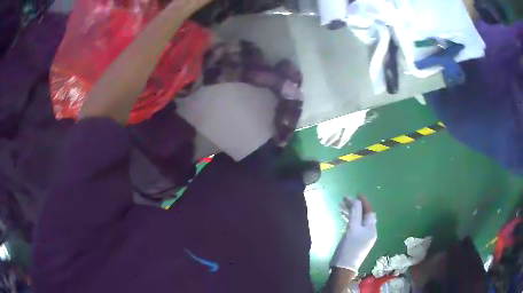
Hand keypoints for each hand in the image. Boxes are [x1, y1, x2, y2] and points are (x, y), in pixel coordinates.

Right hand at [330, 195, 376, 273]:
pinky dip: (349, 220)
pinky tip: (343, 218)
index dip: (364, 201)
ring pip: (358, 221)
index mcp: (371, 228)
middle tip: (345, 199)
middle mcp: (369, 232)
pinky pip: (354, 227)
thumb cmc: (350, 247)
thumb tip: (356, 200)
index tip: (357, 193)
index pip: (370, 211)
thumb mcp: (352, 229)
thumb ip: (355, 213)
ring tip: (341, 206)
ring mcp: (362, 238)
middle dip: (356, 206)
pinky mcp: (355, 242)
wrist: (343, 267)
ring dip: (352, 213)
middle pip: (364, 215)